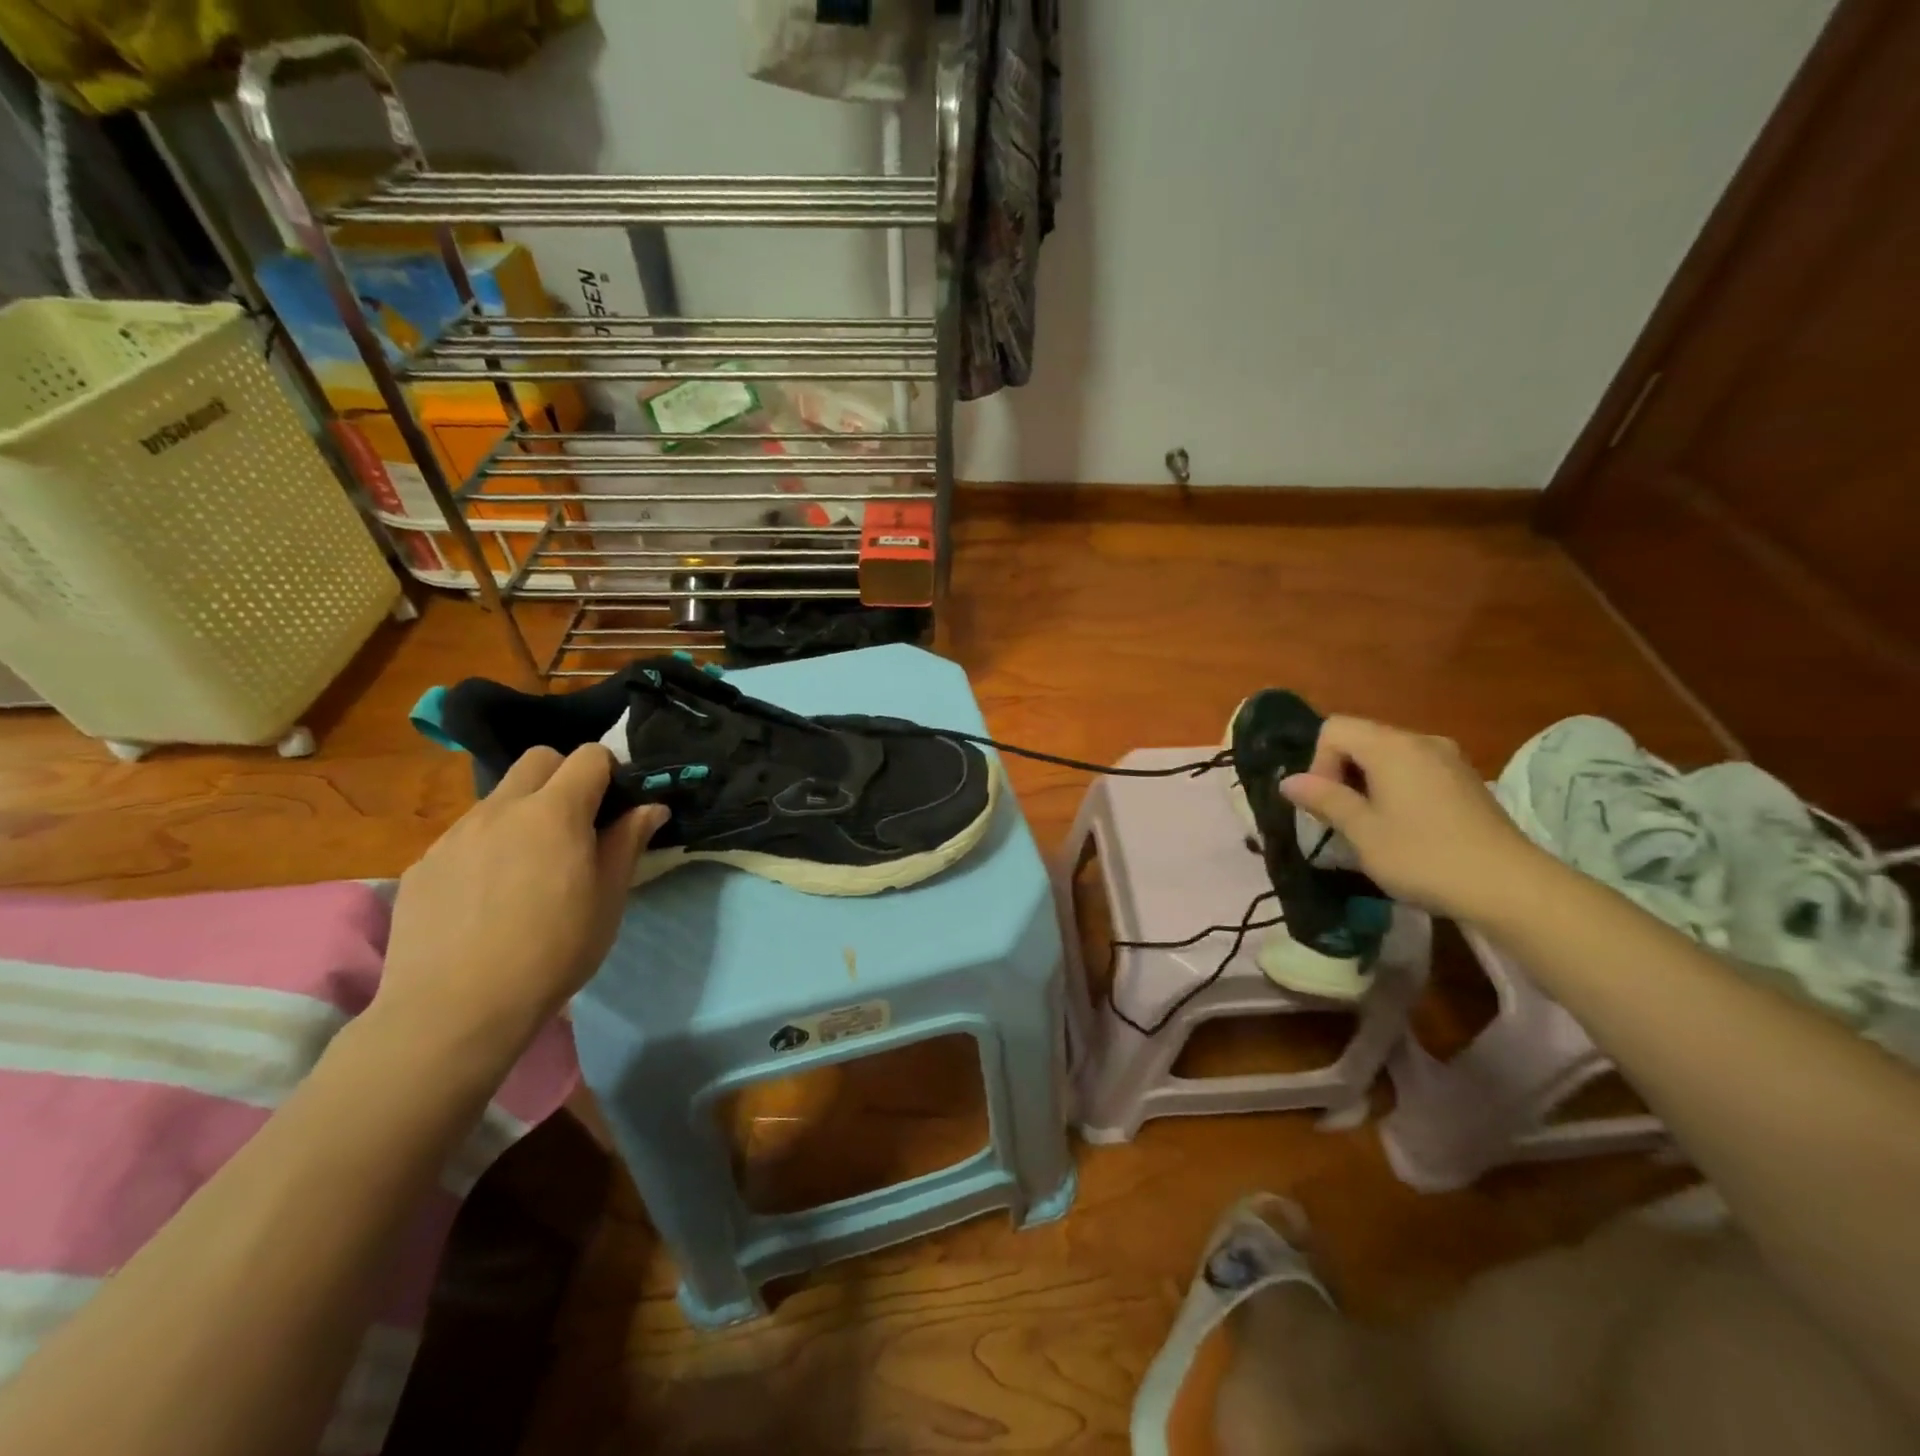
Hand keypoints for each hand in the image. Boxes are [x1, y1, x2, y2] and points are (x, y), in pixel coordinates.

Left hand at [376, 746, 666, 1065]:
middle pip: (538, 759)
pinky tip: (487, 898)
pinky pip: (464, 836)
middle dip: (564, 776)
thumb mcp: (608, 899)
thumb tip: (651, 807)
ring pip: (499, 798)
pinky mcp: (422, 864)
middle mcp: (501, 809)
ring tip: (529, 868)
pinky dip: (486, 847)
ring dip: (523, 813)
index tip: (616, 804)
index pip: (588, 756)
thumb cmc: (552, 951)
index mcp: (554, 813)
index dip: (609, 771)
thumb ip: (627, 842)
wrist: (455, 1009)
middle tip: (576, 824)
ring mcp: (454, 835)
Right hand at [1279, 716, 1545, 922]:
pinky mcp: (1467, 782)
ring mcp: (1450, 760)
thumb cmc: (1424, 856)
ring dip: (1369, 785)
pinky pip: (1416, 771)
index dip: (1319, 763)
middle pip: (1362, 739)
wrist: (1512, 888)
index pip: (1334, 729)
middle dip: (1342, 774)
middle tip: (1345, 821)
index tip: (1330, 804)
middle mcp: (1421, 741)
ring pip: (1389, 757)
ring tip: (1373, 828)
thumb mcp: (1362, 832)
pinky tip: (1408, 829)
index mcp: (1391, 746)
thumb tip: (1289, 781)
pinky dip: (1398, 791)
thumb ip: (1324, 799)